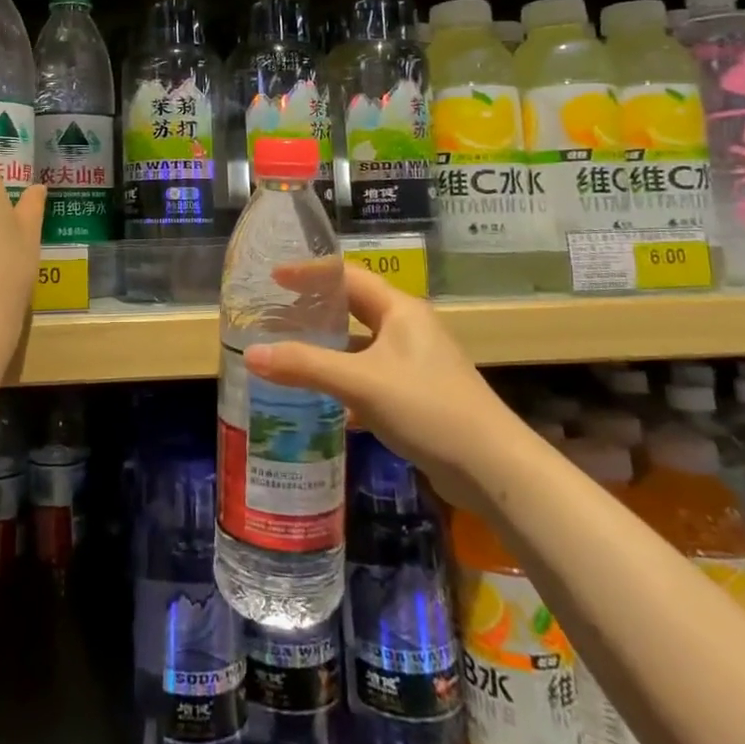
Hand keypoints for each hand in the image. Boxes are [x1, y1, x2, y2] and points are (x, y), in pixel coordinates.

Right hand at [244, 264, 528, 506]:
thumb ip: (305, 366)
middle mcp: (408, 329)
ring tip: (287, 354)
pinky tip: (320, 402)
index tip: (272, 277)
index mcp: (400, 310)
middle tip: (274, 314)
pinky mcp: (417, 396)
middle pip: (353, 308)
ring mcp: (415, 363)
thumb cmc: (428, 408)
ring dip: (327, 349)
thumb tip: (250, 353)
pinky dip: (343, 382)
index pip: (348, 276)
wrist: (494, 470)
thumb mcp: (361, 383)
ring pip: (360, 346)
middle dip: (315, 310)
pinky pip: (370, 377)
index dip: (310, 273)